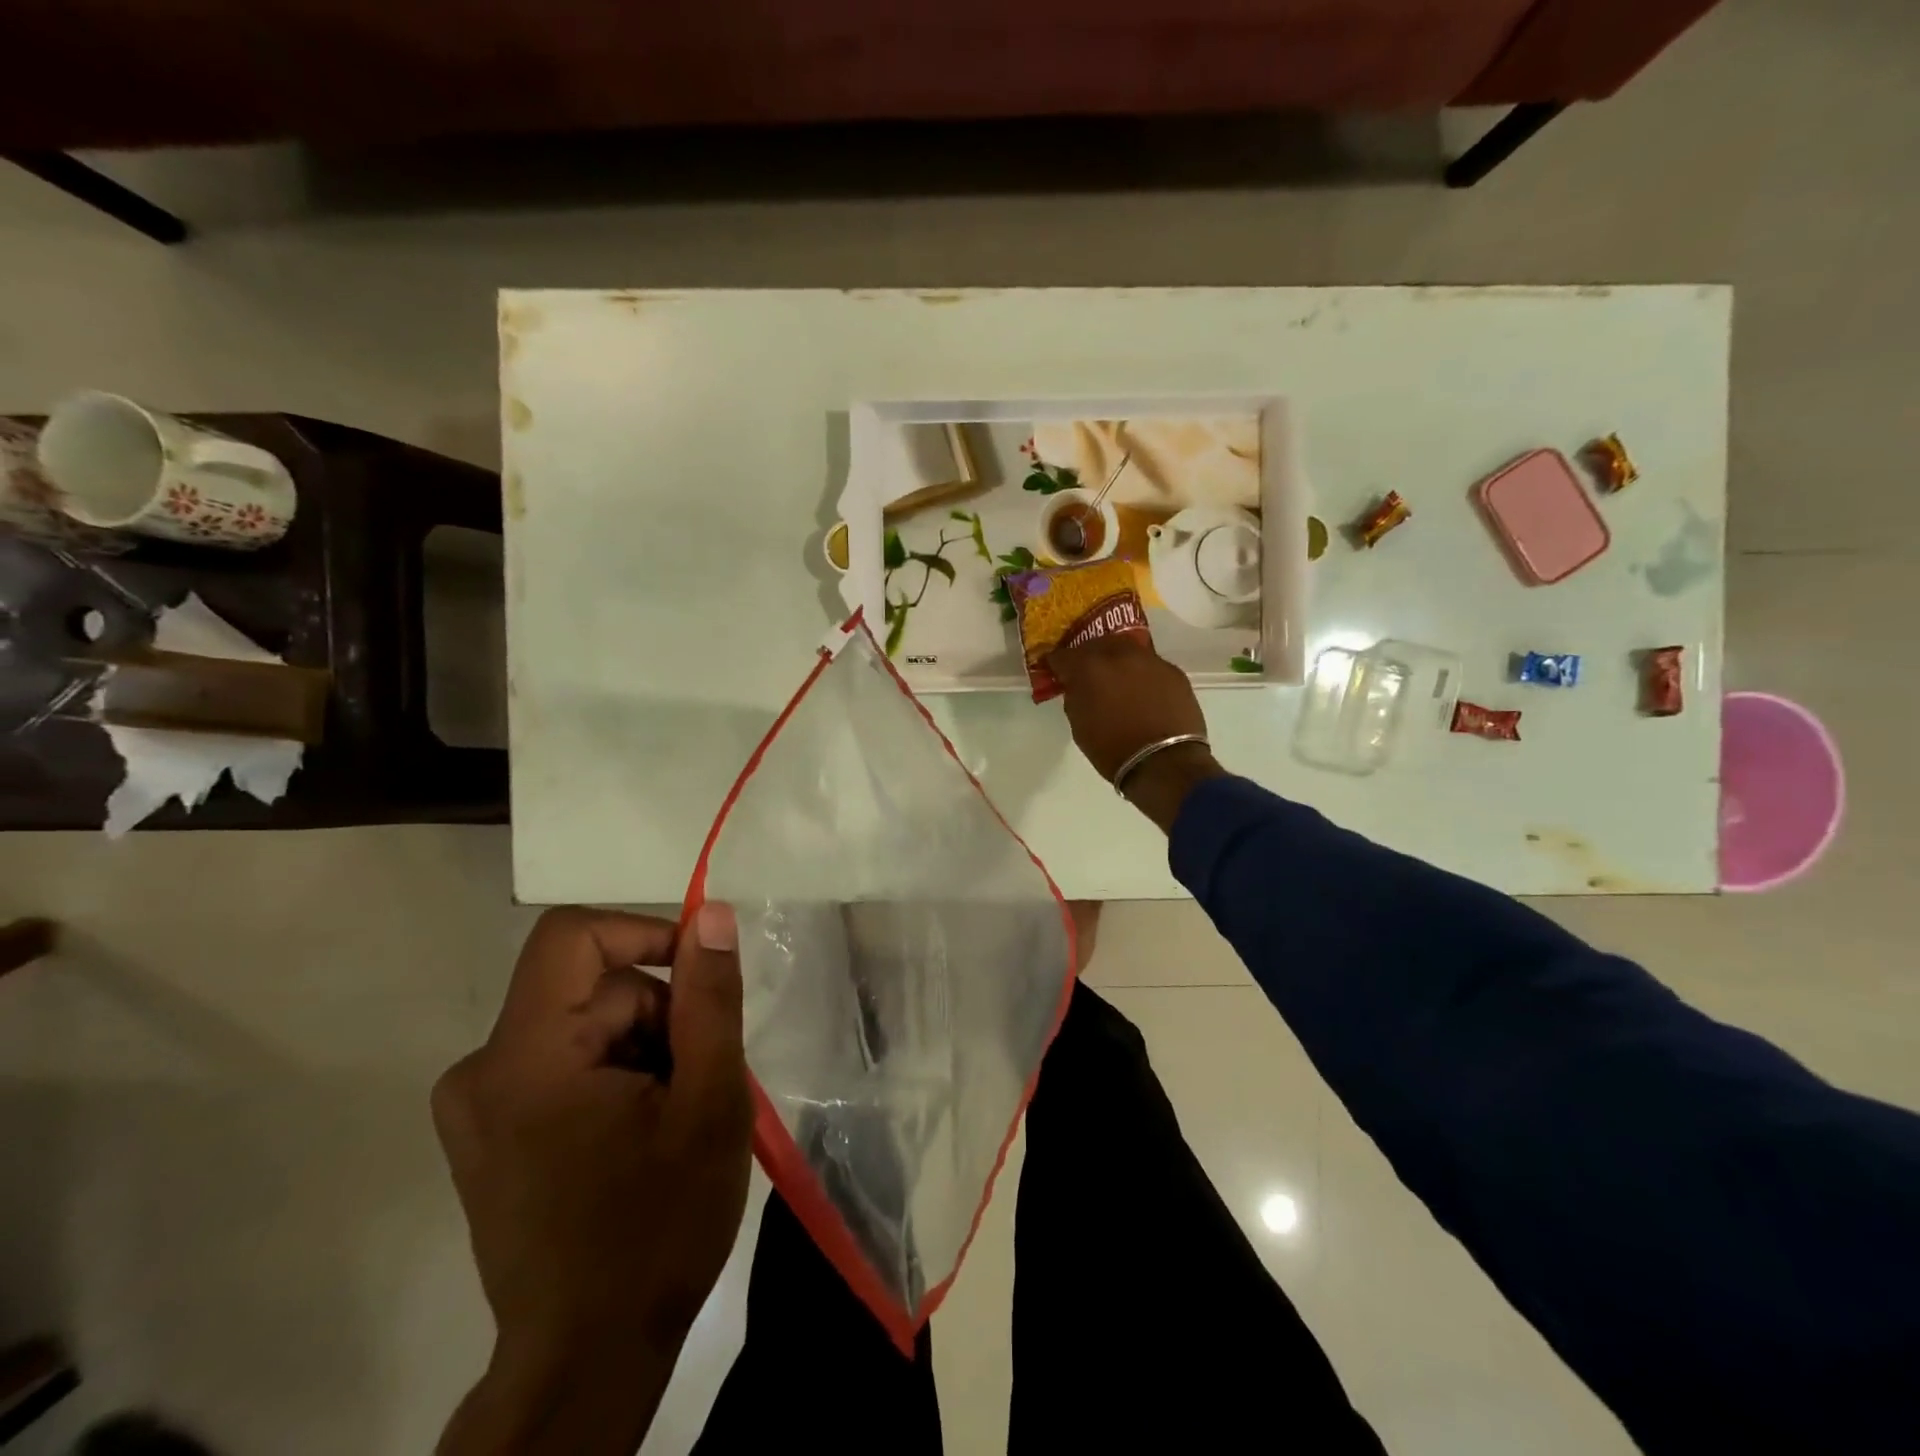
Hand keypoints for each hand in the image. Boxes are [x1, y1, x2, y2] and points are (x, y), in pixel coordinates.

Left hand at [433, 904, 752, 1455]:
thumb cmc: (658, 1227)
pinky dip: (615, 1072)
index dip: (645, 933)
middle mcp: (481, 1069)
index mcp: (525, 1057)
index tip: (699, 976)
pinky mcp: (488, 1130)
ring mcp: (477, 1104)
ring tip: (674, 1112)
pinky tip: (641, 1129)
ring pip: (584, 1021)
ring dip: (644, 1046)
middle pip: (591, 985)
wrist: (589, 1358)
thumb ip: (709, 997)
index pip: (573, 935)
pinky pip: (564, 1057)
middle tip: (699, 1078)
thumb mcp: (709, 1100)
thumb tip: (712, 915)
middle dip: (659, 1014)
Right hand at [1051, 637, 1226, 832]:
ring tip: (1116, 678)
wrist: (1165, 763)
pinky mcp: (1173, 671)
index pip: (1062, 655)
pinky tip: (1142, 691)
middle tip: (1087, 672)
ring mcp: (1149, 660)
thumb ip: (1075, 697)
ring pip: (1126, 649)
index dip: (1056, 664)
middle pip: (1096, 643)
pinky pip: (1149, 665)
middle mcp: (1118, 654)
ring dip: (1117, 660)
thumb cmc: (1113, 750)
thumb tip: (1077, 686)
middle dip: (1088, 656)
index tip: (1055, 672)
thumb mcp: (1080, 726)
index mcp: (1088, 668)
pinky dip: (1141, 673)